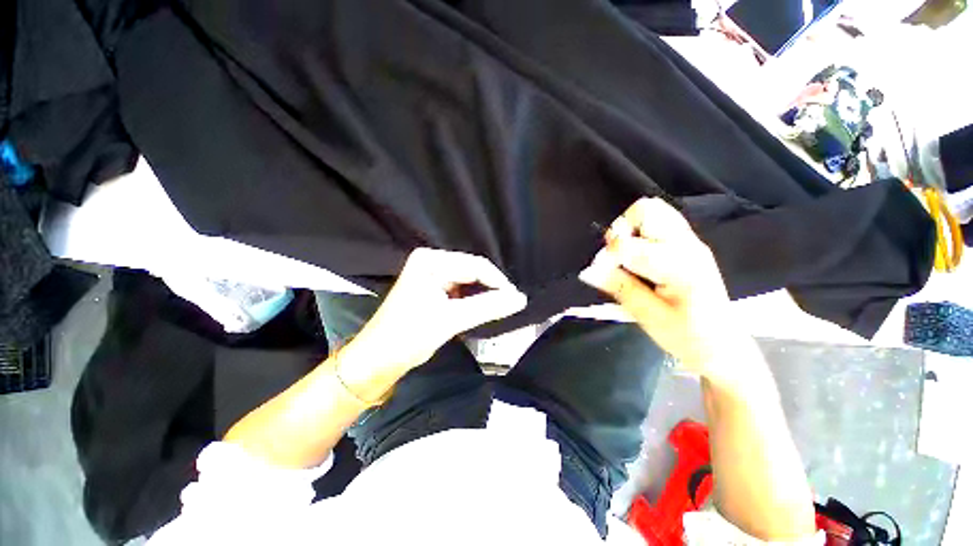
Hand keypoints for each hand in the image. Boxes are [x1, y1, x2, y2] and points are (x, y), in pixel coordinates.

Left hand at [343, 248, 526, 374]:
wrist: (377, 359)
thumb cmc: (409, 337)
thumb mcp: (451, 320)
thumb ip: (488, 307)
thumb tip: (521, 298)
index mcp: (432, 261)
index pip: (476, 265)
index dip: (499, 282)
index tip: (515, 301)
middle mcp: (431, 260)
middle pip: (472, 271)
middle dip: (490, 289)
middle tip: (507, 307)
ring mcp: (430, 273)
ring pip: (468, 280)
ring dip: (482, 295)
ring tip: (496, 309)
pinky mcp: (431, 286)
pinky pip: (459, 288)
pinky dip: (471, 299)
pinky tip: (478, 310)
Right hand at [579, 198, 745, 374]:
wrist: (722, 344)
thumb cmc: (687, 336)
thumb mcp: (648, 317)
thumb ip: (619, 287)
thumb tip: (589, 270)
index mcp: (679, 266)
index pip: (630, 244)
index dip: (607, 256)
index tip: (600, 272)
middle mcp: (687, 245)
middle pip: (647, 210)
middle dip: (621, 230)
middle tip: (615, 257)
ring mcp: (690, 242)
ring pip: (653, 211)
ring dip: (630, 229)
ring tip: (625, 255)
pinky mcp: (687, 244)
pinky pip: (659, 221)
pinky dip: (639, 232)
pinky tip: (637, 256)